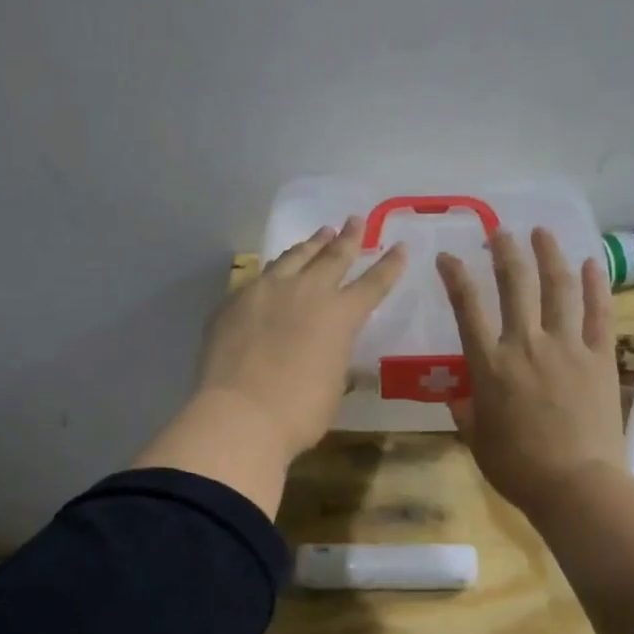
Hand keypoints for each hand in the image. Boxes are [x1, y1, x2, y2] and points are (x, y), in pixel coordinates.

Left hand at [197, 217, 406, 457]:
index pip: (373, 284)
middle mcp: (307, 292)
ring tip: (319, 234)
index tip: (399, 246)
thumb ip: (335, 362)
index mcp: (341, 316)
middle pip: (333, 256)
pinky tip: (273, 273)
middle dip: (348, 238)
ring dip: (310, 245)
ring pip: (294, 257)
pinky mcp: (234, 301)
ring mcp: (267, 291)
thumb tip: (332, 357)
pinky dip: (275, 271)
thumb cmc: (299, 412)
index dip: (389, 265)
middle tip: (355, 220)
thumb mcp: (332, 388)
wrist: (240, 414)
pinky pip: (260, 277)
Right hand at [437, 229, 624, 516]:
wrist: (576, 484)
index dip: (455, 276)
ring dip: (549, 255)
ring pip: (558, 287)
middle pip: (515, 284)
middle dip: (505, 251)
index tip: (447, 257)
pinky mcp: (600, 357)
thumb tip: (460, 398)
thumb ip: (467, 413)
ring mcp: (567, 346)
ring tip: (542, 233)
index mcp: (490, 365)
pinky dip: (595, 285)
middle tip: (500, 232)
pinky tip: (591, 263)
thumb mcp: (478, 441)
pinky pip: (598, 312)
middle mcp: (526, 344)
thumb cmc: (517, 467)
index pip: (467, 308)